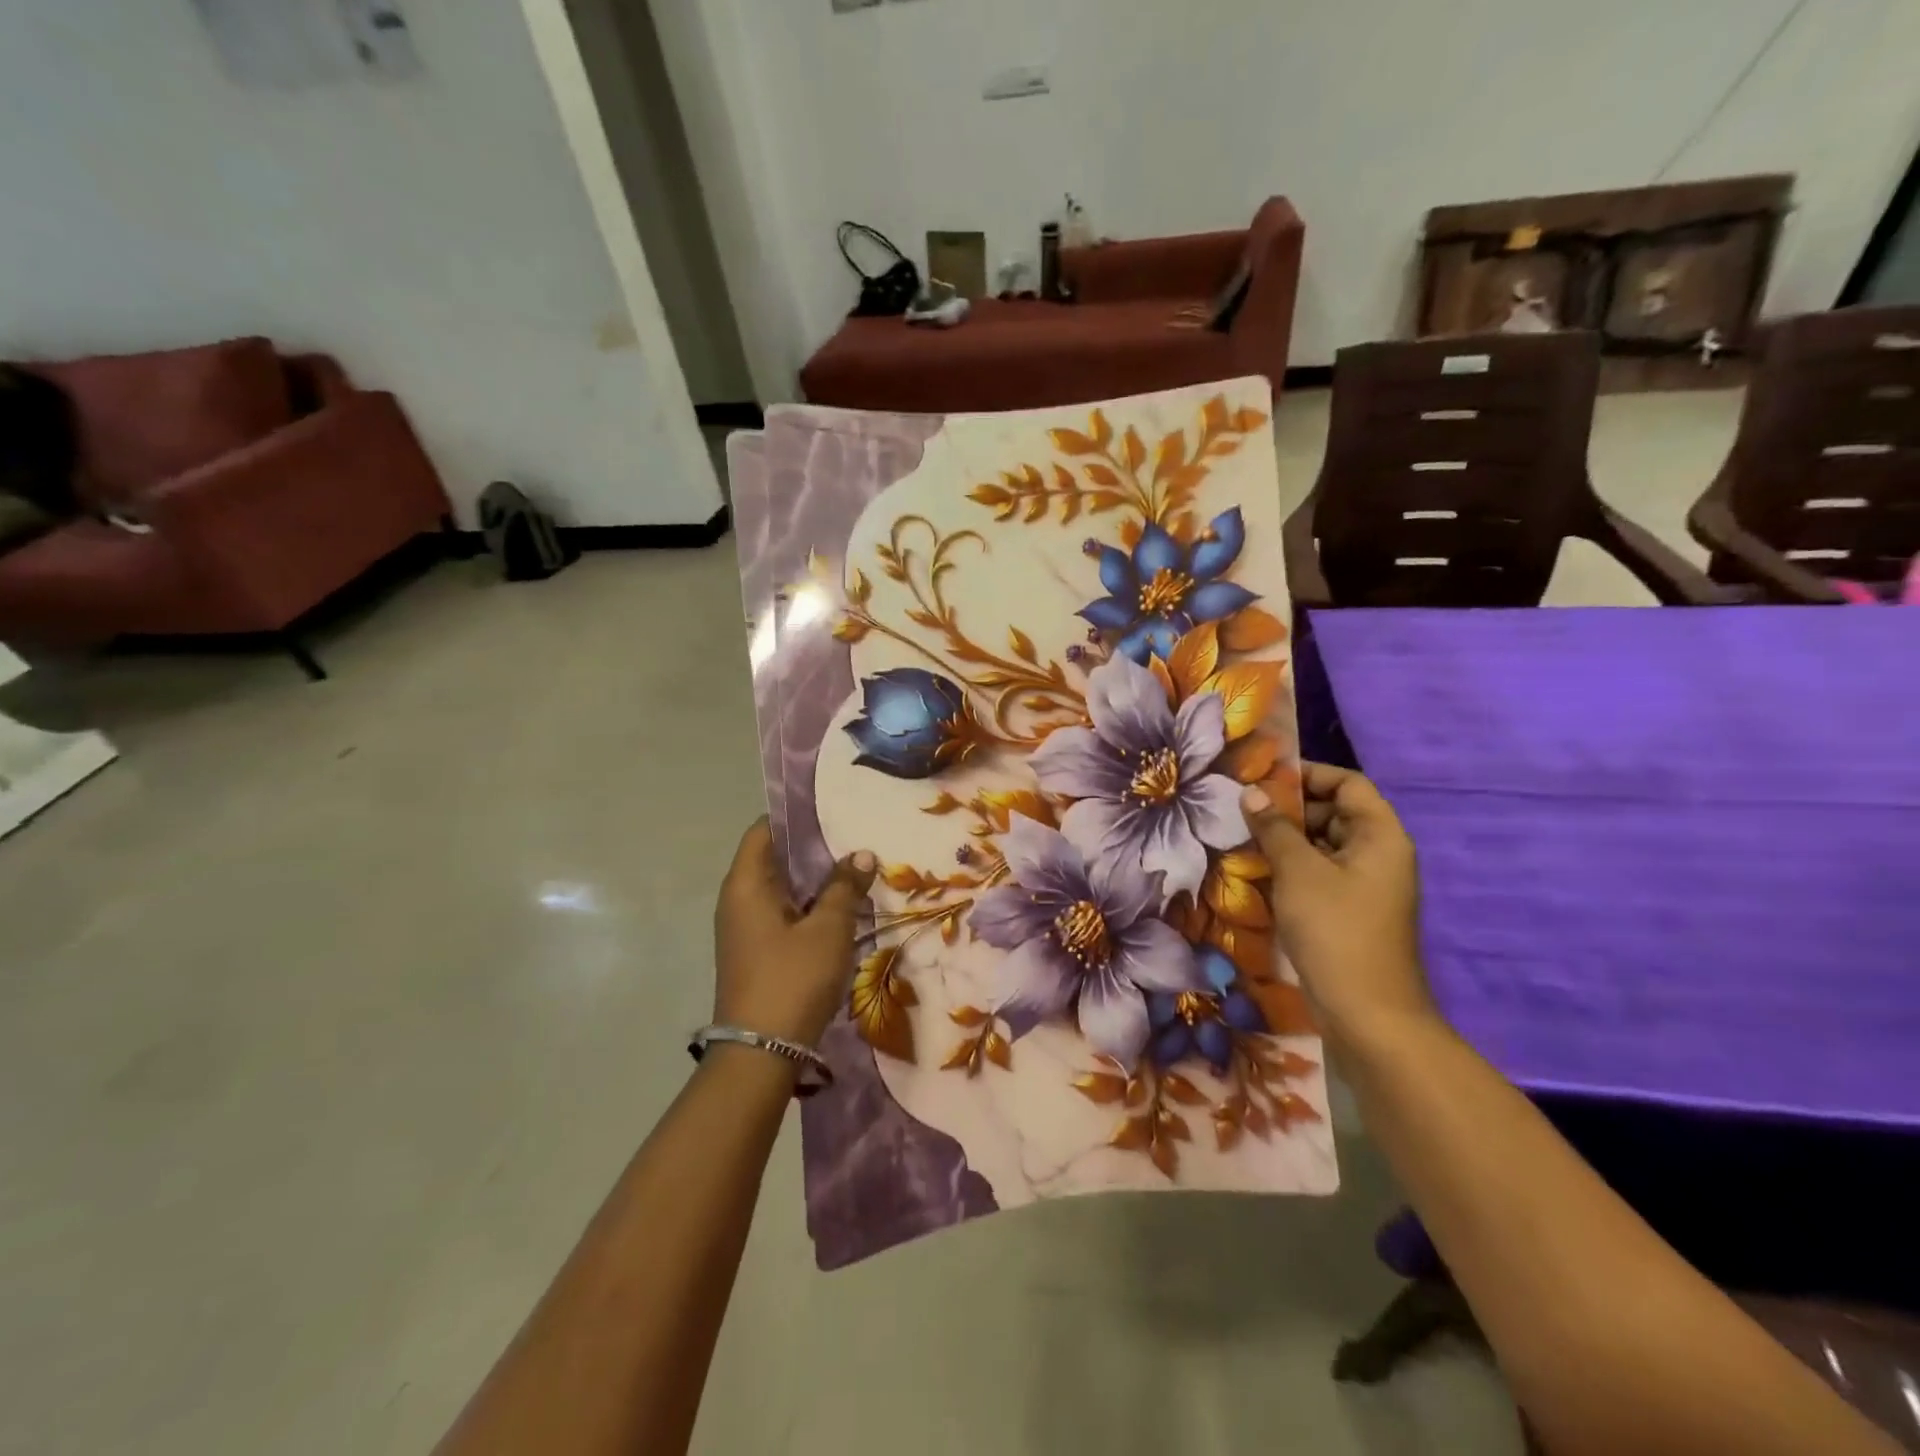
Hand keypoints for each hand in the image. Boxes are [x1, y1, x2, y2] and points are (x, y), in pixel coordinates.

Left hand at [713, 821, 876, 1050]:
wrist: (761, 1052)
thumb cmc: (792, 978)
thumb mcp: (828, 928)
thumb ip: (844, 887)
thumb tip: (862, 854)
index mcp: (746, 885)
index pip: (764, 831)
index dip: (795, 818)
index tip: (831, 810)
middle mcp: (738, 900)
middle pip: (774, 859)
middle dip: (813, 849)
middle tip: (855, 837)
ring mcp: (746, 928)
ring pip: (783, 890)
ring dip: (815, 881)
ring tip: (856, 868)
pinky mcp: (757, 952)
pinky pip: (784, 915)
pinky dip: (810, 906)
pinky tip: (843, 908)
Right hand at [1239, 765, 1433, 1041]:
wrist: (1368, 1014)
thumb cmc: (1336, 930)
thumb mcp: (1299, 872)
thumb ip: (1274, 828)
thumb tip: (1251, 794)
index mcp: (1380, 836)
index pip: (1348, 784)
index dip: (1308, 775)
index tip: (1263, 779)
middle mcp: (1379, 854)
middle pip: (1335, 812)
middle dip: (1290, 808)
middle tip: (1243, 809)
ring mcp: (1366, 885)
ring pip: (1324, 845)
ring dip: (1286, 839)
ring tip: (1242, 837)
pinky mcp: (1350, 911)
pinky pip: (1320, 874)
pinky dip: (1292, 867)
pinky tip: (1258, 871)